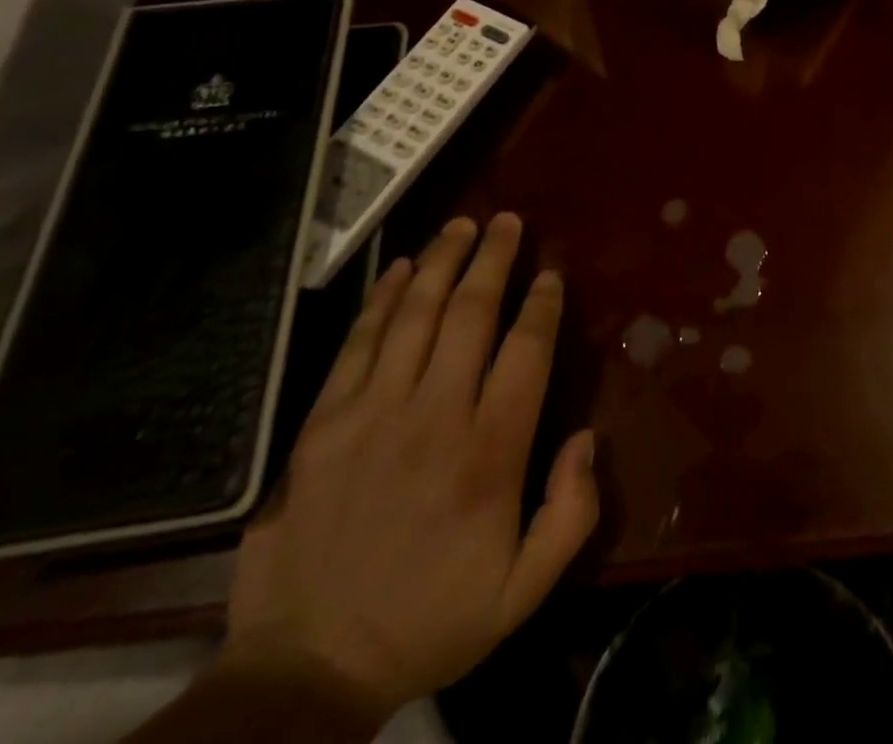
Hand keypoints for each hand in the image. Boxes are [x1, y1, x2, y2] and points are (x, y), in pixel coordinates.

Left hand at [221, 214, 597, 725]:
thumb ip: (571, 513)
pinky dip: (383, 299)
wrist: (305, 672)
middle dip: (494, 259)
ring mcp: (373, 414)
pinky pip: (359, 343)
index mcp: (489, 454)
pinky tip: (403, 268)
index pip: (526, 352)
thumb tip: (586, 437)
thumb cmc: (429, 621)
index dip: (542, 305)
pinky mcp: (324, 423)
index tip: (551, 274)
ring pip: (416, 315)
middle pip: (471, 315)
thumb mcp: (523, 592)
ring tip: (463, 225)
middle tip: (508, 221)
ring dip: (443, 262)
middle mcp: (434, 417)